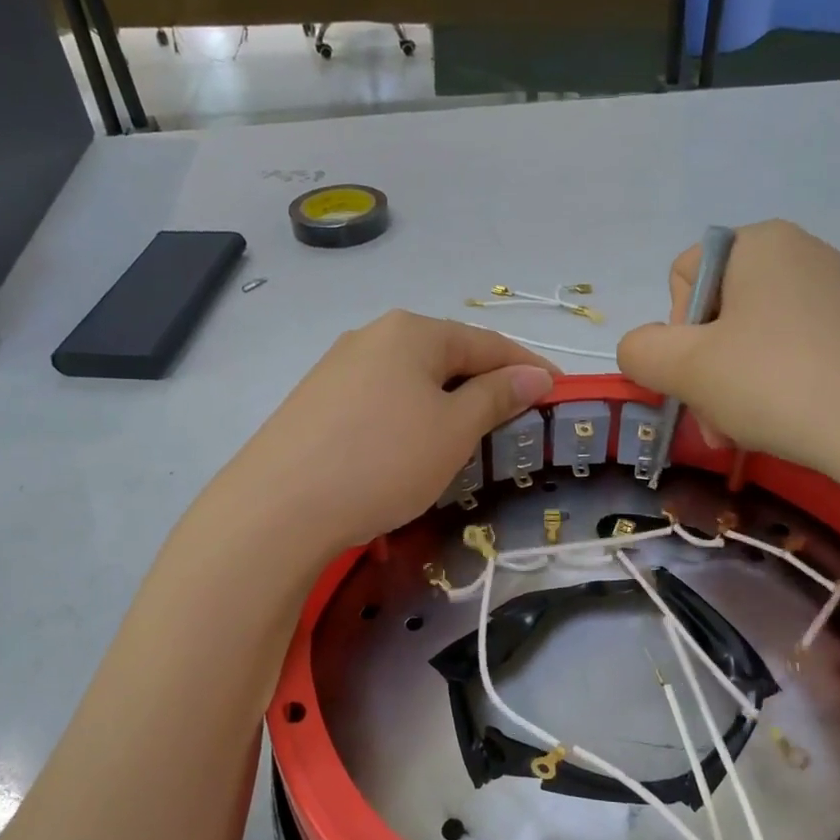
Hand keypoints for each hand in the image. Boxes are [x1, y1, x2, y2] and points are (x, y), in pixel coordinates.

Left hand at [215, 311, 556, 554]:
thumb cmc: (383, 461)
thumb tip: (534, 376)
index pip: (487, 343)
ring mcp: (337, 368)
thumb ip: (496, 397)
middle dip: (486, 386)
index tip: (560, 392)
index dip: (528, 367)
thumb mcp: (453, 430)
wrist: (279, 507)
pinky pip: (382, 400)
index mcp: (412, 331)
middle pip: (447, 356)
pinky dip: (411, 418)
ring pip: (412, 380)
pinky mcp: (316, 402)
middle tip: (516, 422)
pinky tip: (410, 448)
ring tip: (468, 439)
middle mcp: (372, 336)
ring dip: (447, 404)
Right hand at [617, 220, 839, 475]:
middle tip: (717, 422)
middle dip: (705, 373)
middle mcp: (801, 253)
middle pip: (717, 314)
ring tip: (746, 432)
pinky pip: (794, 353)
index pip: (682, 278)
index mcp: (759, 243)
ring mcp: (838, 292)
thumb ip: (640, 351)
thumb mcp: (685, 368)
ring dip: (733, 389)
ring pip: (753, 341)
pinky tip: (787, 423)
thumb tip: (642, 350)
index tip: (695, 374)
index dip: (674, 332)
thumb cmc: (777, 383)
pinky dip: (777, 389)